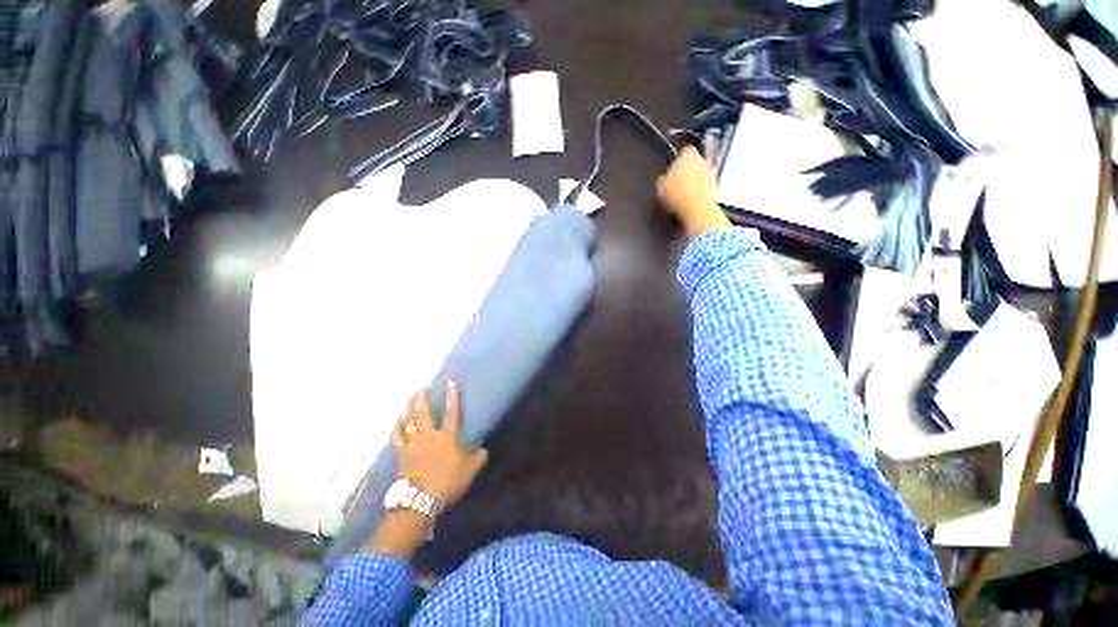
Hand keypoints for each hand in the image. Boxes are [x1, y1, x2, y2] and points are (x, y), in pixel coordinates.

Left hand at [392, 383, 489, 506]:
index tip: (451, 382)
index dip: (452, 397)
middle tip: (420, 388)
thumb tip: (484, 450)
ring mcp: (413, 445)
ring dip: (408, 410)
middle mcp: (429, 436)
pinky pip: (397, 438)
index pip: (452, 412)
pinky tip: (396, 423)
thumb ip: (479, 458)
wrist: (420, 501)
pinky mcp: (401, 455)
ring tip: (408, 401)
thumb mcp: (470, 471)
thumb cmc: (448, 483)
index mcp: (448, 437)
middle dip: (422, 399)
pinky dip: (396, 429)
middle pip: (424, 413)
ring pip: (409, 423)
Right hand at [657, 146, 729, 238]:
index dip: (678, 159)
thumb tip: (663, 179)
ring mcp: (711, 172)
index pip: (684, 150)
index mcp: (688, 155)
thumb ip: (662, 178)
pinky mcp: (716, 185)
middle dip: (688, 170)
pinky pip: (705, 184)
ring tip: (683, 193)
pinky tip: (690, 200)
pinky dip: (700, 190)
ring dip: (694, 180)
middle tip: (677, 182)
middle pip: (694, 161)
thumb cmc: (679, 195)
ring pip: (700, 173)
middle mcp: (702, 160)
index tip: (674, 168)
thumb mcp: (661, 186)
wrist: (696, 209)